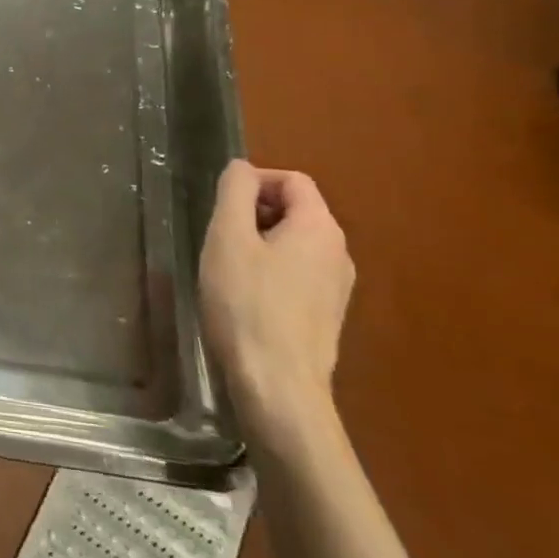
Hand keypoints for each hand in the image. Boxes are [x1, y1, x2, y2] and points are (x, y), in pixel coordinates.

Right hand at [199, 159, 353, 440]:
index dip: (253, 182)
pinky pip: (298, 274)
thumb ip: (235, 191)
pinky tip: (245, 299)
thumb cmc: (247, 305)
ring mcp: (337, 288)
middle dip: (254, 213)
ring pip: (294, 244)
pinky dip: (271, 272)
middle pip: (295, 210)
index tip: (221, 208)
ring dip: (260, 244)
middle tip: (219, 238)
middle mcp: (339, 253)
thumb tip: (242, 168)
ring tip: (227, 269)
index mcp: (320, 227)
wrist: (278, 388)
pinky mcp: (327, 317)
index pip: (292, 179)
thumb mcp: (228, 237)